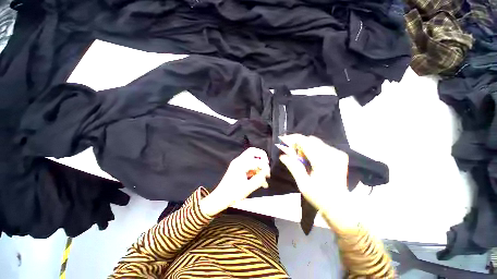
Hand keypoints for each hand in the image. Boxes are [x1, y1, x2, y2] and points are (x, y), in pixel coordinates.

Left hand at [199, 147, 269, 215]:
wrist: (220, 198)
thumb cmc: (232, 194)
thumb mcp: (248, 188)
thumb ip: (259, 179)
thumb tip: (266, 173)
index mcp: (240, 165)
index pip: (257, 160)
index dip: (265, 167)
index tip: (268, 175)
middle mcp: (238, 161)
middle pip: (253, 151)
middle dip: (262, 157)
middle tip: (266, 165)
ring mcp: (237, 163)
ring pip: (251, 157)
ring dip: (259, 165)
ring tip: (264, 176)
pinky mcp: (238, 167)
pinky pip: (249, 164)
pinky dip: (255, 169)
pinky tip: (259, 179)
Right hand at [277, 134, 358, 231]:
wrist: (339, 205)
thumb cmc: (320, 197)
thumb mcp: (303, 184)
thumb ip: (294, 167)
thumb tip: (282, 156)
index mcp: (322, 161)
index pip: (304, 142)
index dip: (292, 139)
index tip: (282, 140)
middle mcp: (332, 153)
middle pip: (310, 140)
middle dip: (298, 143)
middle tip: (290, 152)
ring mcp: (337, 154)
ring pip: (315, 142)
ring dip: (305, 146)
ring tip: (299, 157)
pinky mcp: (339, 155)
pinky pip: (321, 146)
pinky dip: (312, 149)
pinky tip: (309, 159)